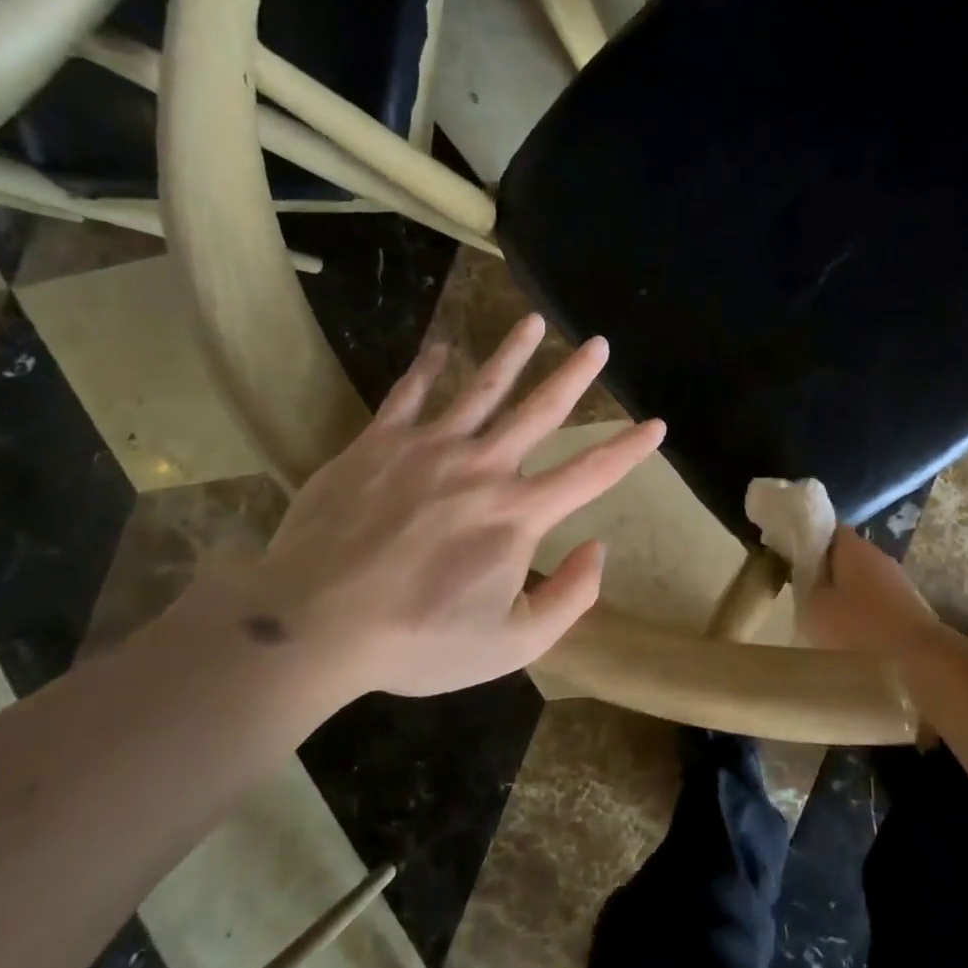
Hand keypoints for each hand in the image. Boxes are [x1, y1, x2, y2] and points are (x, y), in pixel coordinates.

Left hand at [236, 315, 664, 698]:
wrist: (312, 625)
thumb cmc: (416, 640)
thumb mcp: (511, 645)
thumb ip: (569, 598)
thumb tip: (598, 548)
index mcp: (518, 514)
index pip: (591, 472)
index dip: (630, 448)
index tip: (656, 423)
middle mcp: (483, 467)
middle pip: (540, 410)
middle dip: (574, 376)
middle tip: (598, 343)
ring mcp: (429, 448)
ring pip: (481, 388)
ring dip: (511, 353)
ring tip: (532, 321)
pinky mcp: (378, 444)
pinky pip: (409, 395)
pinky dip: (427, 369)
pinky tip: (440, 348)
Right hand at [800, 526, 940, 656]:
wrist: (920, 660)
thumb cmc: (858, 628)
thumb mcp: (814, 607)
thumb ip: (803, 583)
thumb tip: (803, 571)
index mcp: (852, 546)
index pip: (825, 527)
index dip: (805, 537)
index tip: (787, 554)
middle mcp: (876, 555)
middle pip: (842, 553)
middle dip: (822, 568)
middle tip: (799, 588)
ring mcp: (896, 579)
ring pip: (859, 577)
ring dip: (842, 591)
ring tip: (822, 614)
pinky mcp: (907, 605)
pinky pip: (874, 599)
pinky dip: (860, 609)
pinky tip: (849, 631)